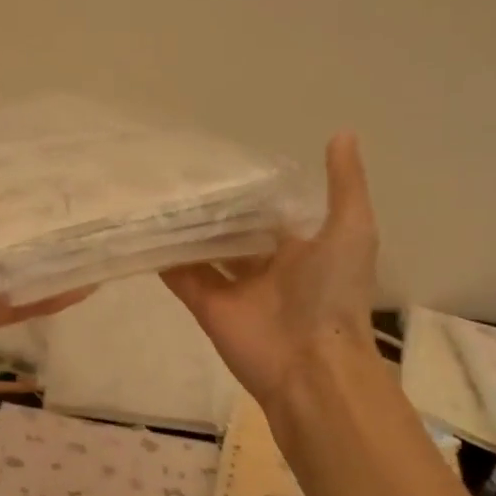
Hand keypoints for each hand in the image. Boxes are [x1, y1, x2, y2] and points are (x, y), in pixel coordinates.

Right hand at [162, 132, 379, 410]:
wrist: (311, 363)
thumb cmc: (333, 293)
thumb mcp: (351, 229)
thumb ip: (344, 185)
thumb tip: (341, 133)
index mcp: (298, 248)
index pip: (268, 213)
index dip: (250, 191)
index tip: (223, 161)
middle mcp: (262, 265)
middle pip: (231, 232)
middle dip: (212, 209)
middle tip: (180, 173)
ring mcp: (231, 286)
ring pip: (202, 251)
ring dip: (184, 230)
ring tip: (156, 193)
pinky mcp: (205, 304)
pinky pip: (180, 276)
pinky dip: (163, 257)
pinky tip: (144, 229)